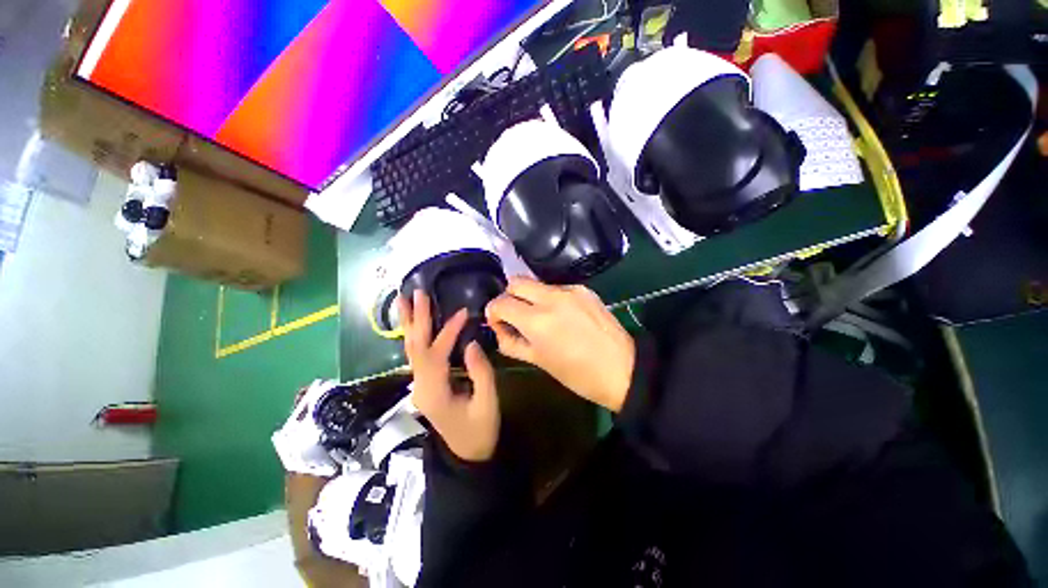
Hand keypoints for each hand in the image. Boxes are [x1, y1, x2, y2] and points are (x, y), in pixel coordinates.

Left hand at [399, 290, 499, 461]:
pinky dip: (414, 336)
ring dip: (408, 324)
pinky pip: (416, 355)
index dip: (449, 331)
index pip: (437, 354)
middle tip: (416, 293)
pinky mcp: (424, 384)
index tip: (463, 313)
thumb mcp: (487, 404)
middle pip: (415, 347)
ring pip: (410, 350)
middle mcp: (420, 386)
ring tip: (403, 301)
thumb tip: (471, 343)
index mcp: (435, 392)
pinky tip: (413, 323)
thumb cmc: (479, 431)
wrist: (466, 457)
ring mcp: (419, 385)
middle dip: (416, 319)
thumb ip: (481, 373)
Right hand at [486, 277, 634, 411]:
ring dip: (530, 297)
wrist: (623, 368)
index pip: (501, 302)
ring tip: (541, 317)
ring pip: (536, 283)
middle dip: (509, 296)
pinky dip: (550, 298)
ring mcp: (570, 290)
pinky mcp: (584, 289)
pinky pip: (556, 288)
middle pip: (515, 281)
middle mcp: (551, 297)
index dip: (493, 312)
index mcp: (538, 320)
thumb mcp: (539, 362)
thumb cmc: (578, 374)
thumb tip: (500, 328)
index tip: (498, 322)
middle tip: (516, 316)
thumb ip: (511, 342)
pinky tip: (562, 315)